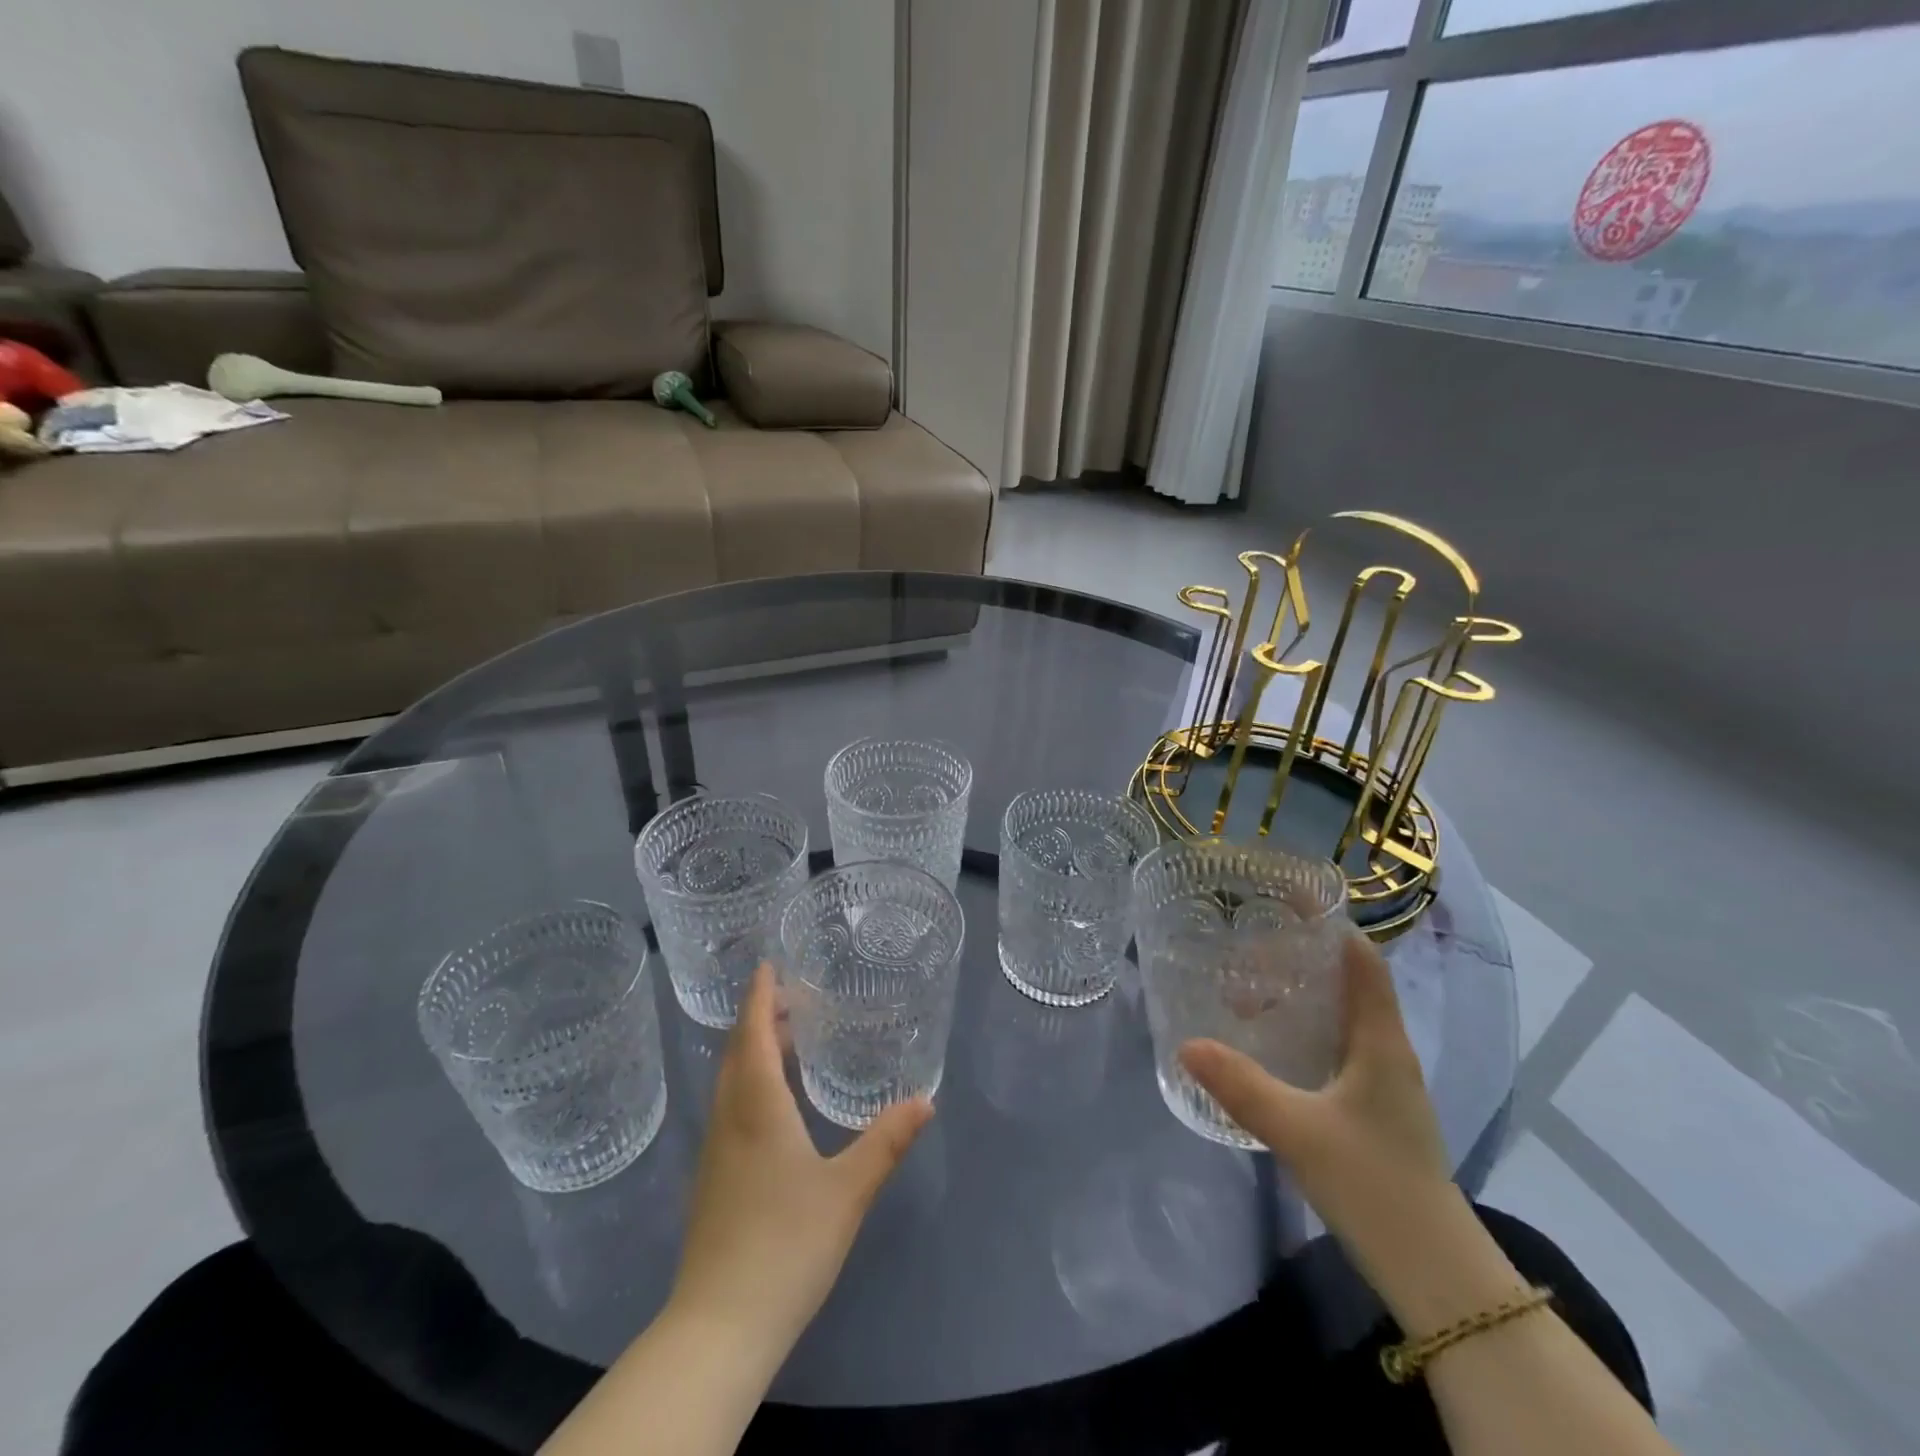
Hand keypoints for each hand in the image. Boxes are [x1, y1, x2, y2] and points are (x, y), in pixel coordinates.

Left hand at [668, 964, 932, 1357]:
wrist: (719, 1326)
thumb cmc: (786, 1245)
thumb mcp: (848, 1190)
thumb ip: (886, 1140)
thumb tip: (926, 1099)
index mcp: (758, 1107)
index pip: (753, 1034)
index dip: (759, 995)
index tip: (768, 964)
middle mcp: (729, 1118)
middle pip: (737, 1052)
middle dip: (757, 1017)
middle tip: (789, 995)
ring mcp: (714, 1150)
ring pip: (729, 1081)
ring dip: (751, 1050)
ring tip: (785, 1038)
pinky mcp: (711, 1179)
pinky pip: (728, 1107)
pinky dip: (747, 1081)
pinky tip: (772, 1103)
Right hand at [1179, 929, 1453, 1271]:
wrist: (1434, 1272)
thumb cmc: (1374, 1184)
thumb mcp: (1297, 1130)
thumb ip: (1241, 1086)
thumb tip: (1185, 1043)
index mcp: (1381, 1041)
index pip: (1362, 962)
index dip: (1330, 927)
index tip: (1284, 903)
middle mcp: (1388, 1052)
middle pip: (1350, 984)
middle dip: (1302, 960)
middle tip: (1248, 948)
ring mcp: (1385, 1083)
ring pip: (1343, 1018)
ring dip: (1302, 997)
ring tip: (1249, 990)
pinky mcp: (1374, 1109)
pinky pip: (1338, 1048)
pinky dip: (1305, 1031)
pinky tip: (1271, 1046)